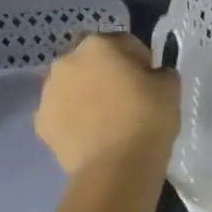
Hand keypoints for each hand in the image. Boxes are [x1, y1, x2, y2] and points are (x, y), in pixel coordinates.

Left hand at [35, 33, 180, 176]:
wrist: (116, 168)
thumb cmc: (147, 119)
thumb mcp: (170, 88)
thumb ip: (161, 73)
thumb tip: (153, 76)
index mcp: (98, 45)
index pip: (124, 42)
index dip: (141, 60)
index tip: (151, 80)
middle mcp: (66, 62)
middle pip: (91, 60)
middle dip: (106, 72)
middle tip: (127, 96)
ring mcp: (48, 93)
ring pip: (72, 86)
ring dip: (86, 93)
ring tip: (108, 119)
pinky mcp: (40, 123)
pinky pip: (62, 113)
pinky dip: (74, 118)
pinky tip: (93, 135)